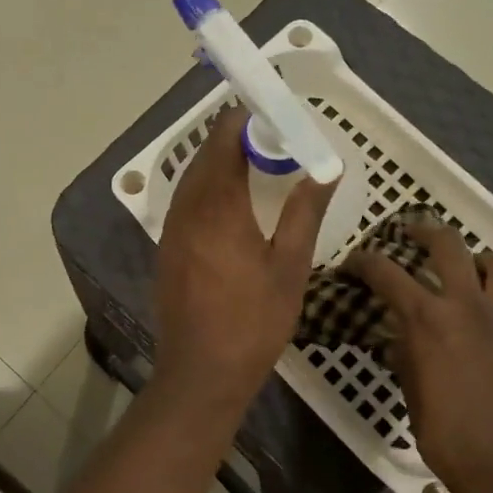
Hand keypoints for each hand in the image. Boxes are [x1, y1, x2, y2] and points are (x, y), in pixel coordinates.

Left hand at [154, 110, 336, 415]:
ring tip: (255, 166)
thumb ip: (305, 212)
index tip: (276, 119)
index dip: (246, 121)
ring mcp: (171, 229)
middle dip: (235, 139)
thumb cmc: (253, 321)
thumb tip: (326, 169)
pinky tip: (230, 203)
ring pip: (191, 178)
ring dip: (219, 163)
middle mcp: (187, 208)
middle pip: (205, 154)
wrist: (201, 373)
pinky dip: (206, 188)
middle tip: (273, 141)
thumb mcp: (290, 266)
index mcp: (218, 206)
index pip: (224, 139)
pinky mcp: (166, 248)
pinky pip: (185, 201)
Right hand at [346, 221, 492, 492]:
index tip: (353, 263)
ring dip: (486, 262)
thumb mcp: (409, 388)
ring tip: (475, 273)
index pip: (386, 273)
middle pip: (448, 245)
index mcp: (428, 319)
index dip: (364, 262)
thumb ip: (404, 349)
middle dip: (424, 231)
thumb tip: (401, 332)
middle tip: (413, 235)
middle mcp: (469, 306)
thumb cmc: (445, 434)